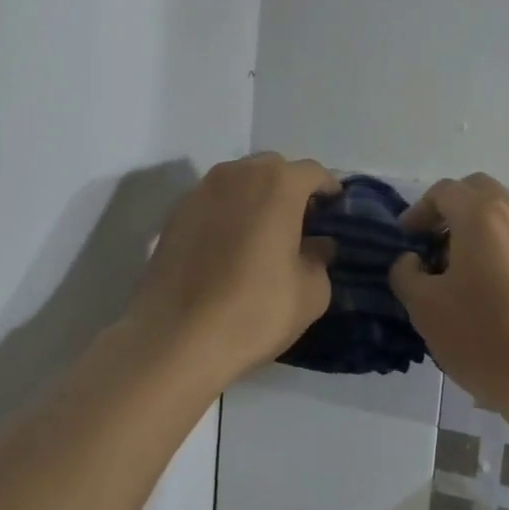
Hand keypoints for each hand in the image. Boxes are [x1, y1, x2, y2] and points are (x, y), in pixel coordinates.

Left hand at [125, 154, 337, 385]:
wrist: (173, 340)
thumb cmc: (253, 311)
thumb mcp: (310, 294)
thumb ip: (320, 259)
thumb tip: (317, 245)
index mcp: (278, 185)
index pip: (313, 172)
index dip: (328, 189)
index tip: (335, 212)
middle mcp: (237, 175)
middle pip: (273, 169)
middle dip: (290, 188)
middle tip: (300, 223)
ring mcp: (200, 192)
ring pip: (239, 181)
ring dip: (256, 198)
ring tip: (263, 234)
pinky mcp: (174, 215)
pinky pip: (213, 202)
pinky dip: (228, 213)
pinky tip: (229, 248)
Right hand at [389, 173, 508, 419]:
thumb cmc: (483, 339)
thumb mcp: (425, 308)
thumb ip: (406, 273)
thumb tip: (410, 260)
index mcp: (482, 216)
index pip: (444, 191)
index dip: (418, 211)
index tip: (405, 241)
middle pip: (478, 192)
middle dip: (451, 210)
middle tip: (432, 245)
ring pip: (505, 214)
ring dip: (478, 228)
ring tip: (461, 270)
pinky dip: (501, 247)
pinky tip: (492, 289)